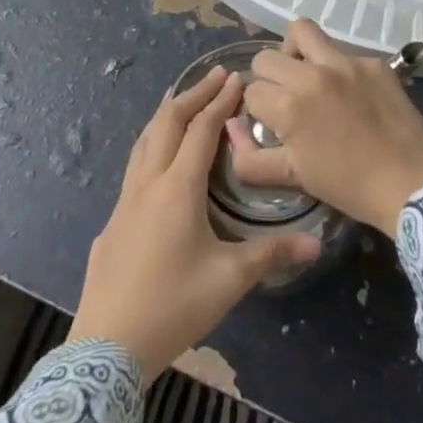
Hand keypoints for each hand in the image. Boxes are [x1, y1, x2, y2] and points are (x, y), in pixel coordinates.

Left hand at [69, 69, 320, 383]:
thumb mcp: (229, 280)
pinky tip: (159, 159)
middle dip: (193, 95)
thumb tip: (316, 244)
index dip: (219, 101)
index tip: (236, 78)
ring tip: (183, 100)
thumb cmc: (173, 306)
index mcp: (178, 188)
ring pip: (145, 140)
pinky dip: (152, 143)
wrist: (107, 346)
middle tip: (216, 76)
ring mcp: (125, 201)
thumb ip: (271, 254)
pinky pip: (135, 165)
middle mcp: (148, 183)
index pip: (200, 130)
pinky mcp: (113, 221)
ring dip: (167, 114)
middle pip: (167, 122)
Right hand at [231, 21, 422, 235]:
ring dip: (295, 52)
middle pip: (266, 57)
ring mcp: (346, 63)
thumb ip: (249, 157)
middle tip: (285, 100)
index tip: (272, 125)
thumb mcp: (293, 177)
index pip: (251, 90)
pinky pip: (341, 51)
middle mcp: (313, 74)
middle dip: (268, 79)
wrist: (411, 184)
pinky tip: (349, 94)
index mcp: (289, 104)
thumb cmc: (348, 185)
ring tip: (306, 76)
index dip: (257, 110)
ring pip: (302, 31)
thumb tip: (232, 126)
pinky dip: (335, 67)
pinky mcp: (374, 62)